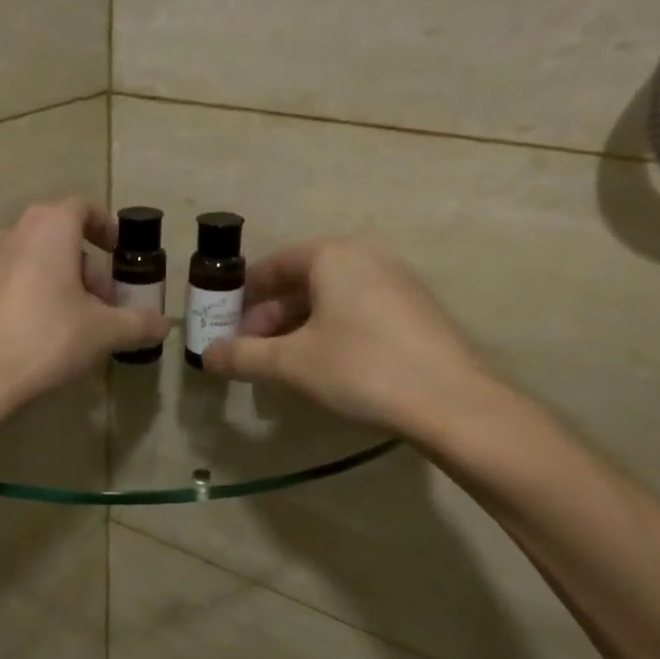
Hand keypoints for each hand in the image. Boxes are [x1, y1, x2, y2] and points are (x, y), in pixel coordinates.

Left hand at [0, 198, 168, 420]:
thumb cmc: (45, 339)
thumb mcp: (103, 333)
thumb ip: (138, 323)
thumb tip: (164, 325)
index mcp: (49, 227)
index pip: (82, 208)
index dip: (105, 226)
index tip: (118, 252)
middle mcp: (12, 233)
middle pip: (59, 237)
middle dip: (86, 267)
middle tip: (103, 305)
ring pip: (33, 260)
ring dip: (59, 282)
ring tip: (74, 323)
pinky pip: (10, 281)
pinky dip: (31, 295)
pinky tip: (39, 335)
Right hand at [201, 237, 504, 443]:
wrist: (453, 402)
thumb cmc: (361, 368)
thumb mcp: (291, 364)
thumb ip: (243, 356)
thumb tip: (207, 356)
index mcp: (332, 256)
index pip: (273, 264)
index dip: (243, 294)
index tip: (224, 323)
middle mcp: (366, 257)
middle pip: (303, 280)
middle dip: (270, 314)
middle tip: (251, 349)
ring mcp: (397, 283)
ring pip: (332, 297)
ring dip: (299, 325)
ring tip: (282, 361)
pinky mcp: (416, 311)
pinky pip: (359, 310)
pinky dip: (331, 330)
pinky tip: (325, 365)